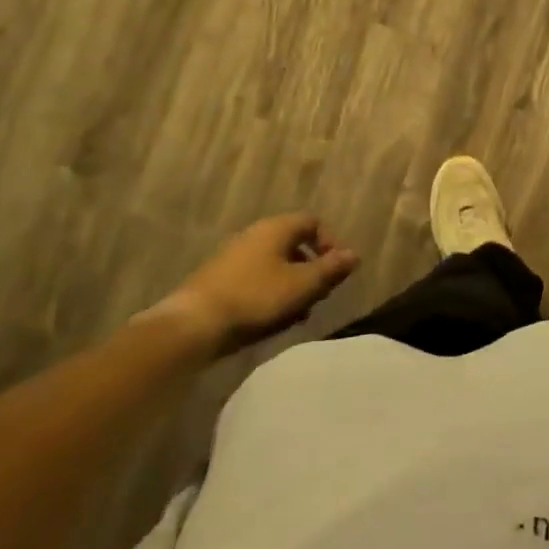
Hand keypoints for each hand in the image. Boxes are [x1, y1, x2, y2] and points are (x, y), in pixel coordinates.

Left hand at [156, 213, 358, 357]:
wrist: (193, 325)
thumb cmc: (256, 298)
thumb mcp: (302, 286)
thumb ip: (330, 269)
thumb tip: (354, 254)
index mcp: (277, 228)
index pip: (313, 222)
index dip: (330, 243)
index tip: (336, 271)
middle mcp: (255, 234)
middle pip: (294, 244)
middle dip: (311, 269)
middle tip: (318, 295)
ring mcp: (234, 256)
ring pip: (275, 264)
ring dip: (292, 284)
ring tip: (297, 313)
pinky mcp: (219, 279)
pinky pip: (256, 278)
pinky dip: (270, 293)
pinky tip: (271, 319)